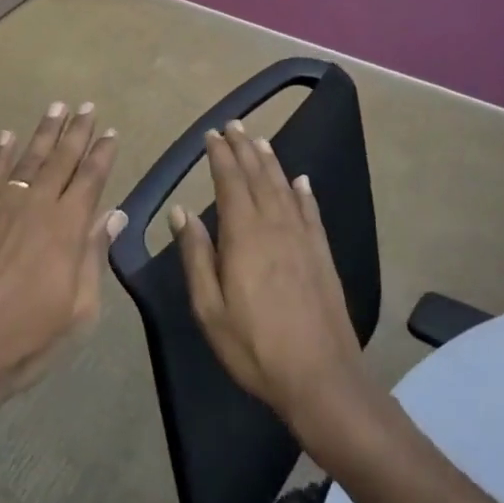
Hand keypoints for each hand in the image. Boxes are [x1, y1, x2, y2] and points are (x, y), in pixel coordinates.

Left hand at [0, 101, 125, 400]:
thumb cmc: (26, 340)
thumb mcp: (78, 311)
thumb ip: (94, 257)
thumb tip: (114, 215)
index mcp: (67, 229)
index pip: (90, 180)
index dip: (102, 154)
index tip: (110, 132)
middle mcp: (36, 207)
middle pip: (61, 160)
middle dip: (76, 132)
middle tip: (87, 107)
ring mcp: (0, 208)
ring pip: (27, 159)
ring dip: (43, 132)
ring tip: (56, 108)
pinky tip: (6, 137)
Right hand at [171, 121, 365, 433]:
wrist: (321, 378)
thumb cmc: (254, 346)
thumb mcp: (209, 308)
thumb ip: (195, 255)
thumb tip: (181, 211)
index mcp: (243, 236)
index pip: (230, 182)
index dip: (220, 156)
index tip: (211, 135)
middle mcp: (275, 226)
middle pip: (258, 177)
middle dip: (244, 148)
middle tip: (234, 124)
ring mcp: (303, 239)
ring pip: (284, 188)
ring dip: (270, 162)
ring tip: (259, 140)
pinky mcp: (322, 255)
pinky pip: (311, 212)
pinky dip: (303, 192)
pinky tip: (301, 180)